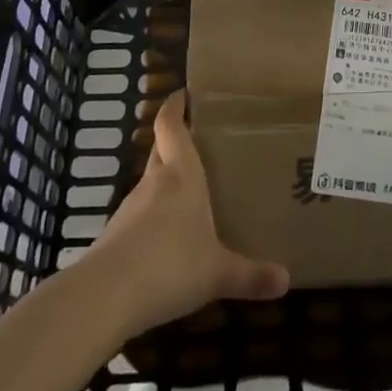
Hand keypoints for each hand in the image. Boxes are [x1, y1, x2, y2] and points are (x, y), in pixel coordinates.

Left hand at [86, 90, 289, 335]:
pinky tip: (166, 239)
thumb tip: (286, 281)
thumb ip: (250, 275)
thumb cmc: (170, 265)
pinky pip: (138, 216)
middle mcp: (154, 183)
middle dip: (175, 142)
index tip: (183, 93)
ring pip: (149, 184)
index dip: (174, 106)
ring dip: (164, 183)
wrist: (105, 297)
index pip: (171, 125)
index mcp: (181, 175)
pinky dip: (152, 218)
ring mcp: (130, 209)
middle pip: (161, 150)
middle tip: (200, 143)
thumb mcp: (217, 273)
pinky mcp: (114, 236)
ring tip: (189, 194)